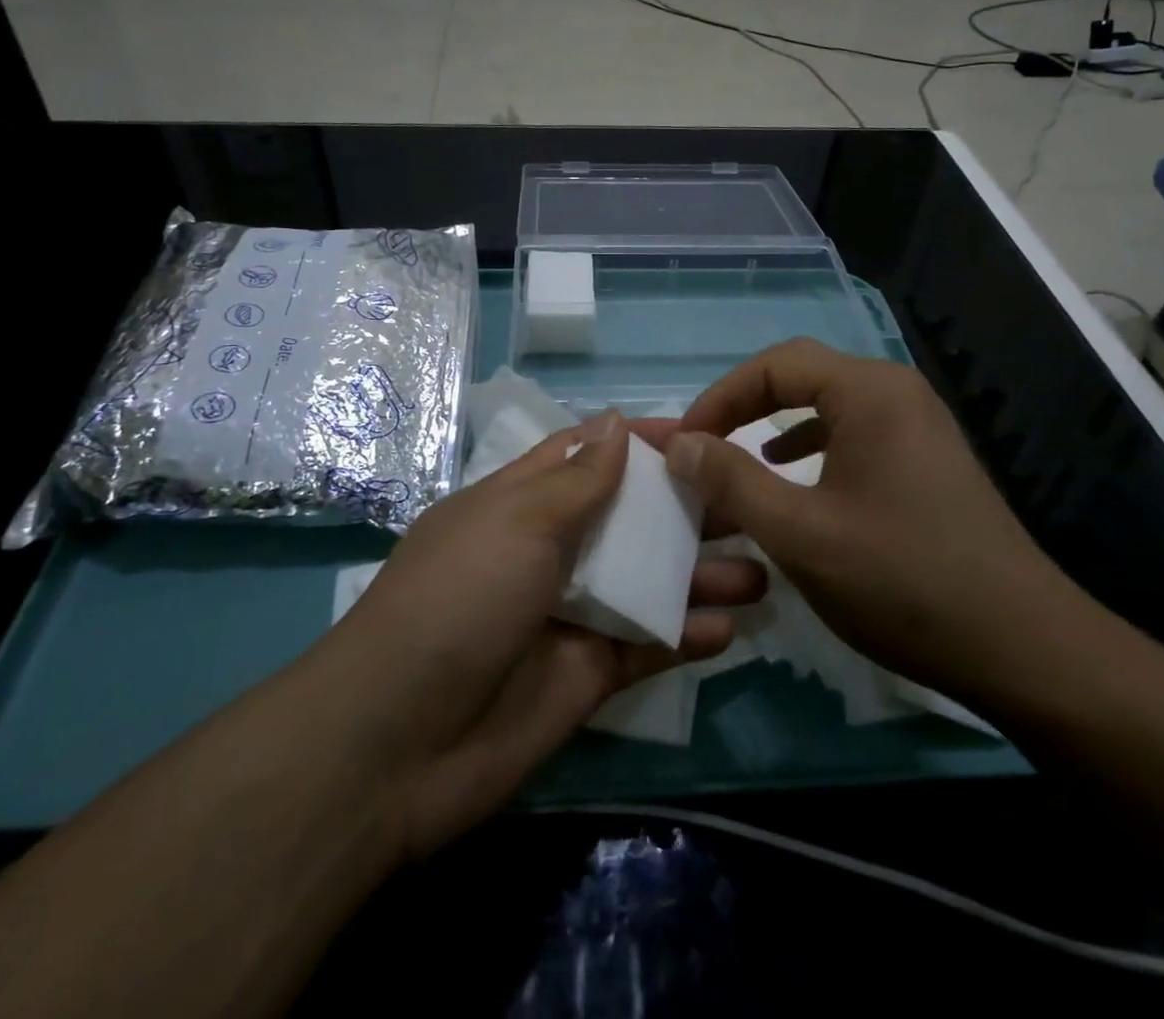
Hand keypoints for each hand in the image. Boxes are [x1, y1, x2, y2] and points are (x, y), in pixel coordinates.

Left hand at [323, 410, 765, 861]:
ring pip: (648, 583)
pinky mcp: (588, 675)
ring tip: (763, 568)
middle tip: (753, 498)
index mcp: (521, 505)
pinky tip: (730, 628)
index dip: (638, 442)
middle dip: (685, 508)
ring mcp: (570, 615)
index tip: (701, 432)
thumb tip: (615, 422)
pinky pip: (646, 647)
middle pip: (628, 519)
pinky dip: (685, 636)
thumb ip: (577, 480)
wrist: (400, 742)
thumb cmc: (460, 600)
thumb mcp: (516, 522)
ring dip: (700, 575)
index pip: (586, 457)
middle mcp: (549, 553)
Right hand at [664, 339, 1069, 699]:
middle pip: (800, 376)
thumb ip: (730, 480)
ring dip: (773, 425)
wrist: (1022, 648)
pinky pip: (851, 433)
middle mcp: (896, 393)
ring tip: (736, 459)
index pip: (774, 364)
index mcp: (869, 392)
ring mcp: (917, 425)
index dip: (719, 397)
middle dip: (743, 407)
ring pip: (825, 405)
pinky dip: (809, 447)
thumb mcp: (799, 533)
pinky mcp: (925, 460)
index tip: (684, 443)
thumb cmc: (901, 580)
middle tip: (703, 446)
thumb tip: (678, 442)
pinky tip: (792, 477)